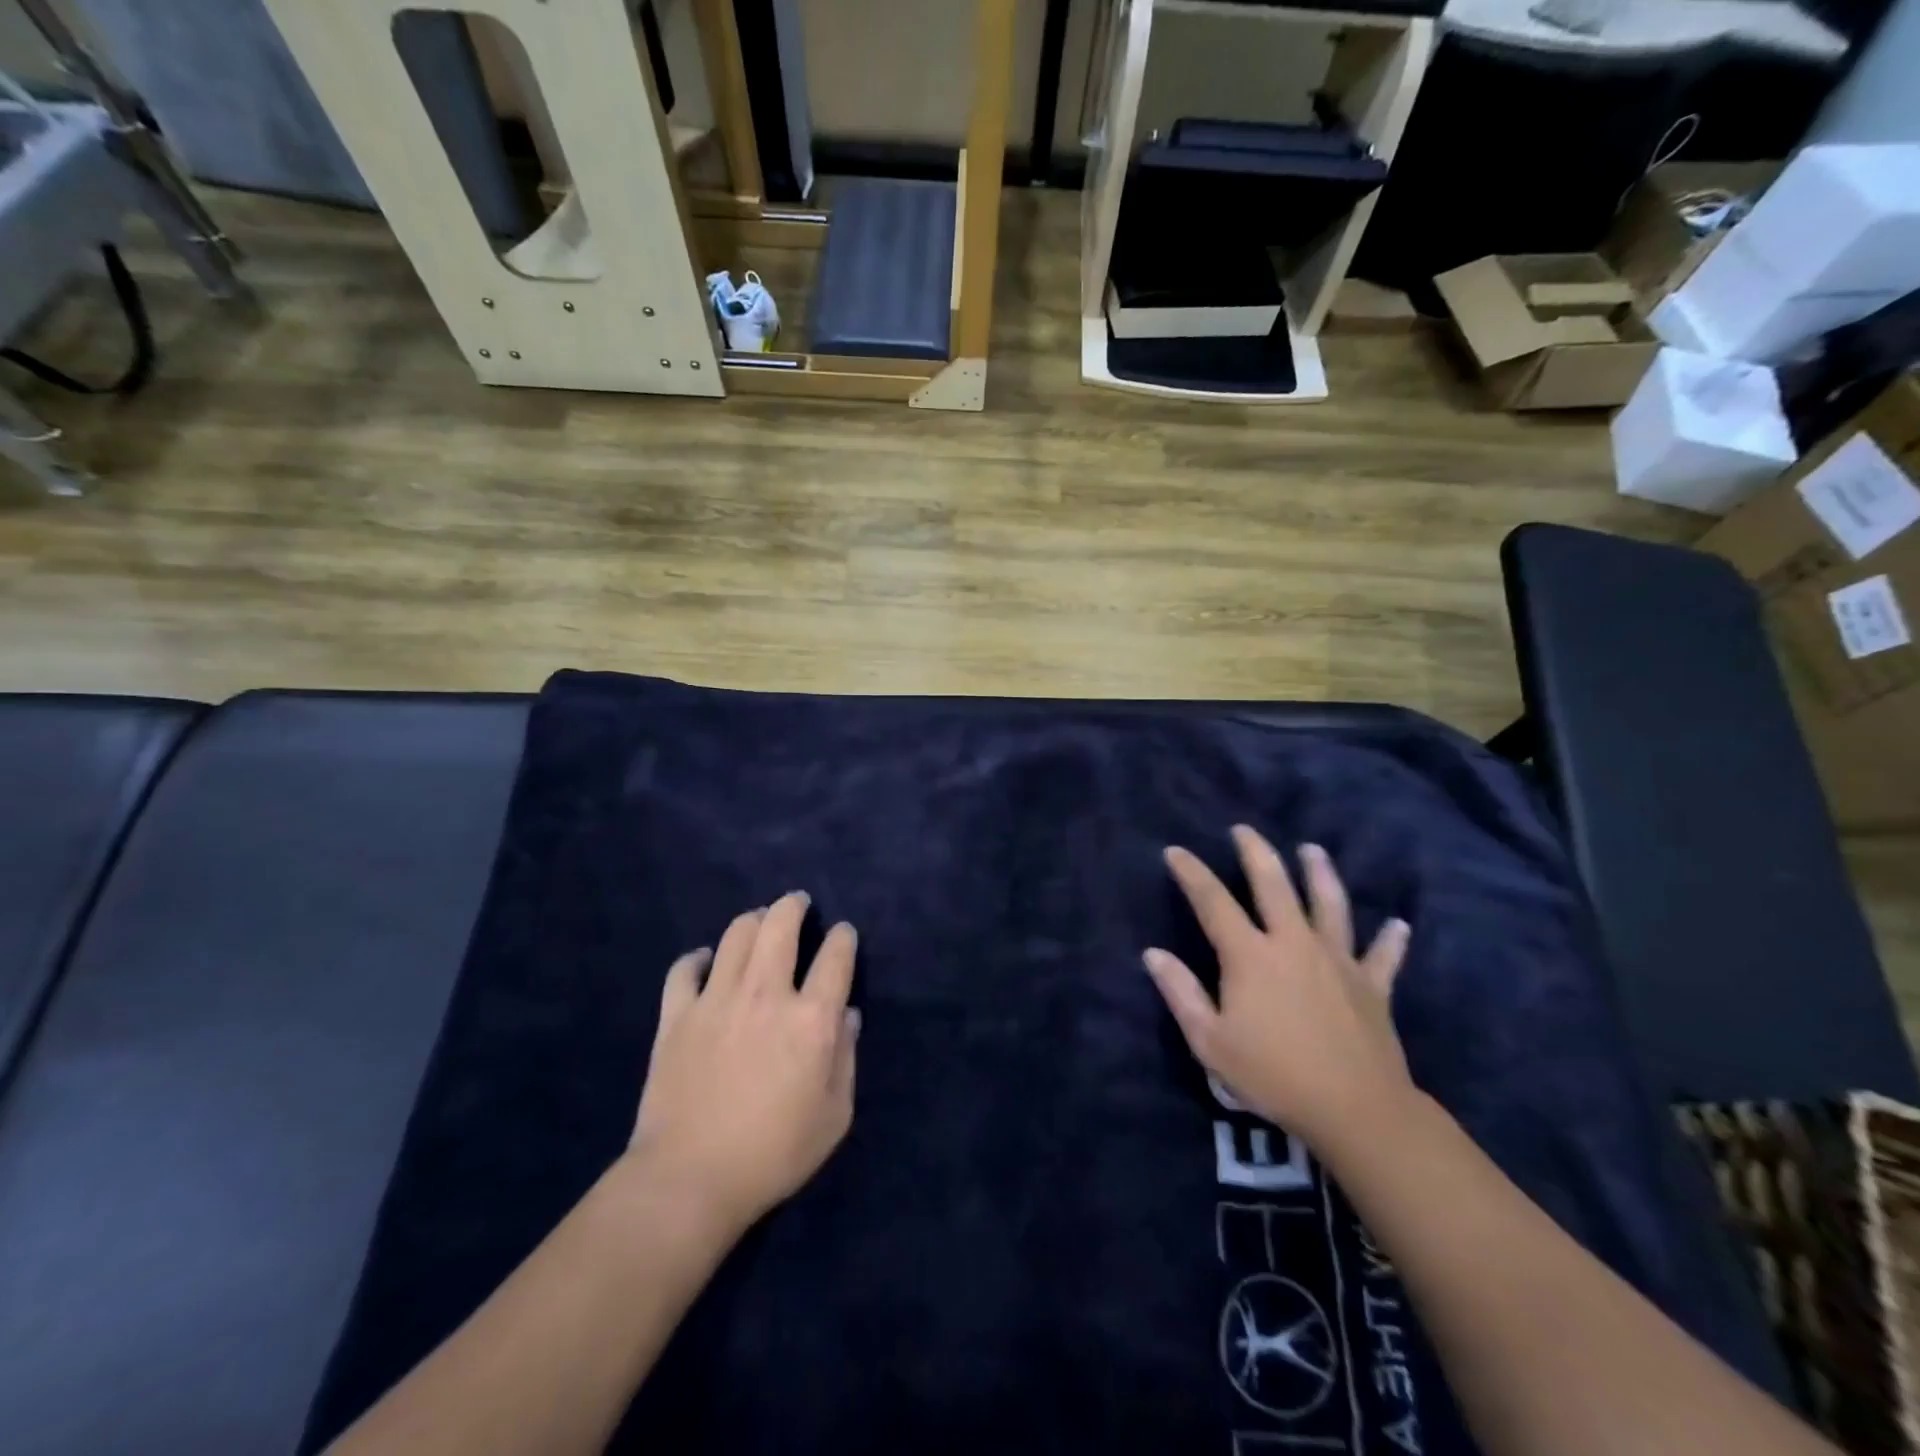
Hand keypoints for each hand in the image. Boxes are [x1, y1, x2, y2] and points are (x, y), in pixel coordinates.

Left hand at [628, 892, 858, 1235]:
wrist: (689, 1180)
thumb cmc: (773, 1153)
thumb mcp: (834, 1116)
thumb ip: (846, 1058)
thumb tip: (847, 1016)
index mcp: (812, 1019)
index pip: (836, 956)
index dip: (843, 938)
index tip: (843, 935)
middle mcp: (766, 994)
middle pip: (780, 925)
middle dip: (793, 905)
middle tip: (798, 902)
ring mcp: (717, 1000)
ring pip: (736, 934)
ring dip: (753, 920)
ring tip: (759, 921)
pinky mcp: (677, 1015)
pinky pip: (685, 968)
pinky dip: (698, 958)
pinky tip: (706, 962)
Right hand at [1144, 826, 1413, 1151]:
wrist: (1356, 1110)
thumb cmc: (1273, 1075)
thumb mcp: (1210, 1041)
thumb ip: (1181, 993)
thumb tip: (1153, 954)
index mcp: (1250, 955)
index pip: (1213, 901)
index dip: (1191, 873)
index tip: (1175, 852)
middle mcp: (1293, 943)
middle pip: (1273, 885)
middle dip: (1255, 852)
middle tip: (1244, 830)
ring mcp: (1337, 960)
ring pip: (1329, 904)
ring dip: (1320, 873)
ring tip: (1312, 850)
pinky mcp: (1372, 985)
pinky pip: (1382, 956)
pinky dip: (1390, 940)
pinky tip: (1399, 925)